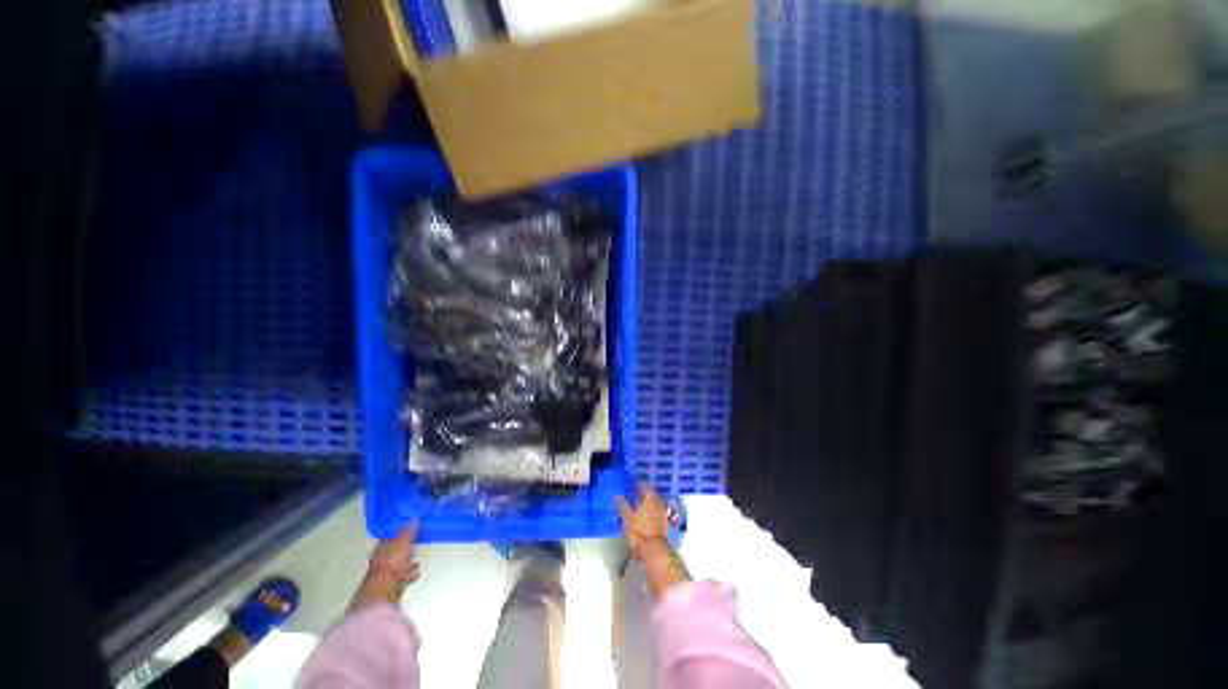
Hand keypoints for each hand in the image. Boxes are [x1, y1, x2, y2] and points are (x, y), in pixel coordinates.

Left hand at [350, 524, 419, 611]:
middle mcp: (380, 559)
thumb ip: (409, 530)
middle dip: (406, 551)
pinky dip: (410, 575)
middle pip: (395, 552)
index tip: (410, 532)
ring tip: (416, 564)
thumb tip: (414, 519)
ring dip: (409, 564)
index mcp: (381, 547)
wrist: (385, 588)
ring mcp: (385, 573)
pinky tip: (414, 574)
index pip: (390, 538)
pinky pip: (403, 576)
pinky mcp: (391, 584)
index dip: (399, 535)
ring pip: (400, 565)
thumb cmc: (393, 560)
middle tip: (414, 549)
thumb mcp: (403, 541)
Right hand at [618, 487, 689, 597]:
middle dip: (648, 494)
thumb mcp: (627, 519)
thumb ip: (623, 506)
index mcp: (649, 501)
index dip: (641, 487)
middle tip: (640, 495)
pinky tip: (651, 517)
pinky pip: (661, 513)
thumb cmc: (639, 533)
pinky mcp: (667, 524)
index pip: (646, 488)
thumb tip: (618, 496)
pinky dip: (656, 512)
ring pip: (658, 504)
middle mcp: (658, 505)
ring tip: (645, 506)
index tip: (636, 487)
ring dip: (653, 503)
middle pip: (654, 495)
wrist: (655, 552)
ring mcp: (664, 515)